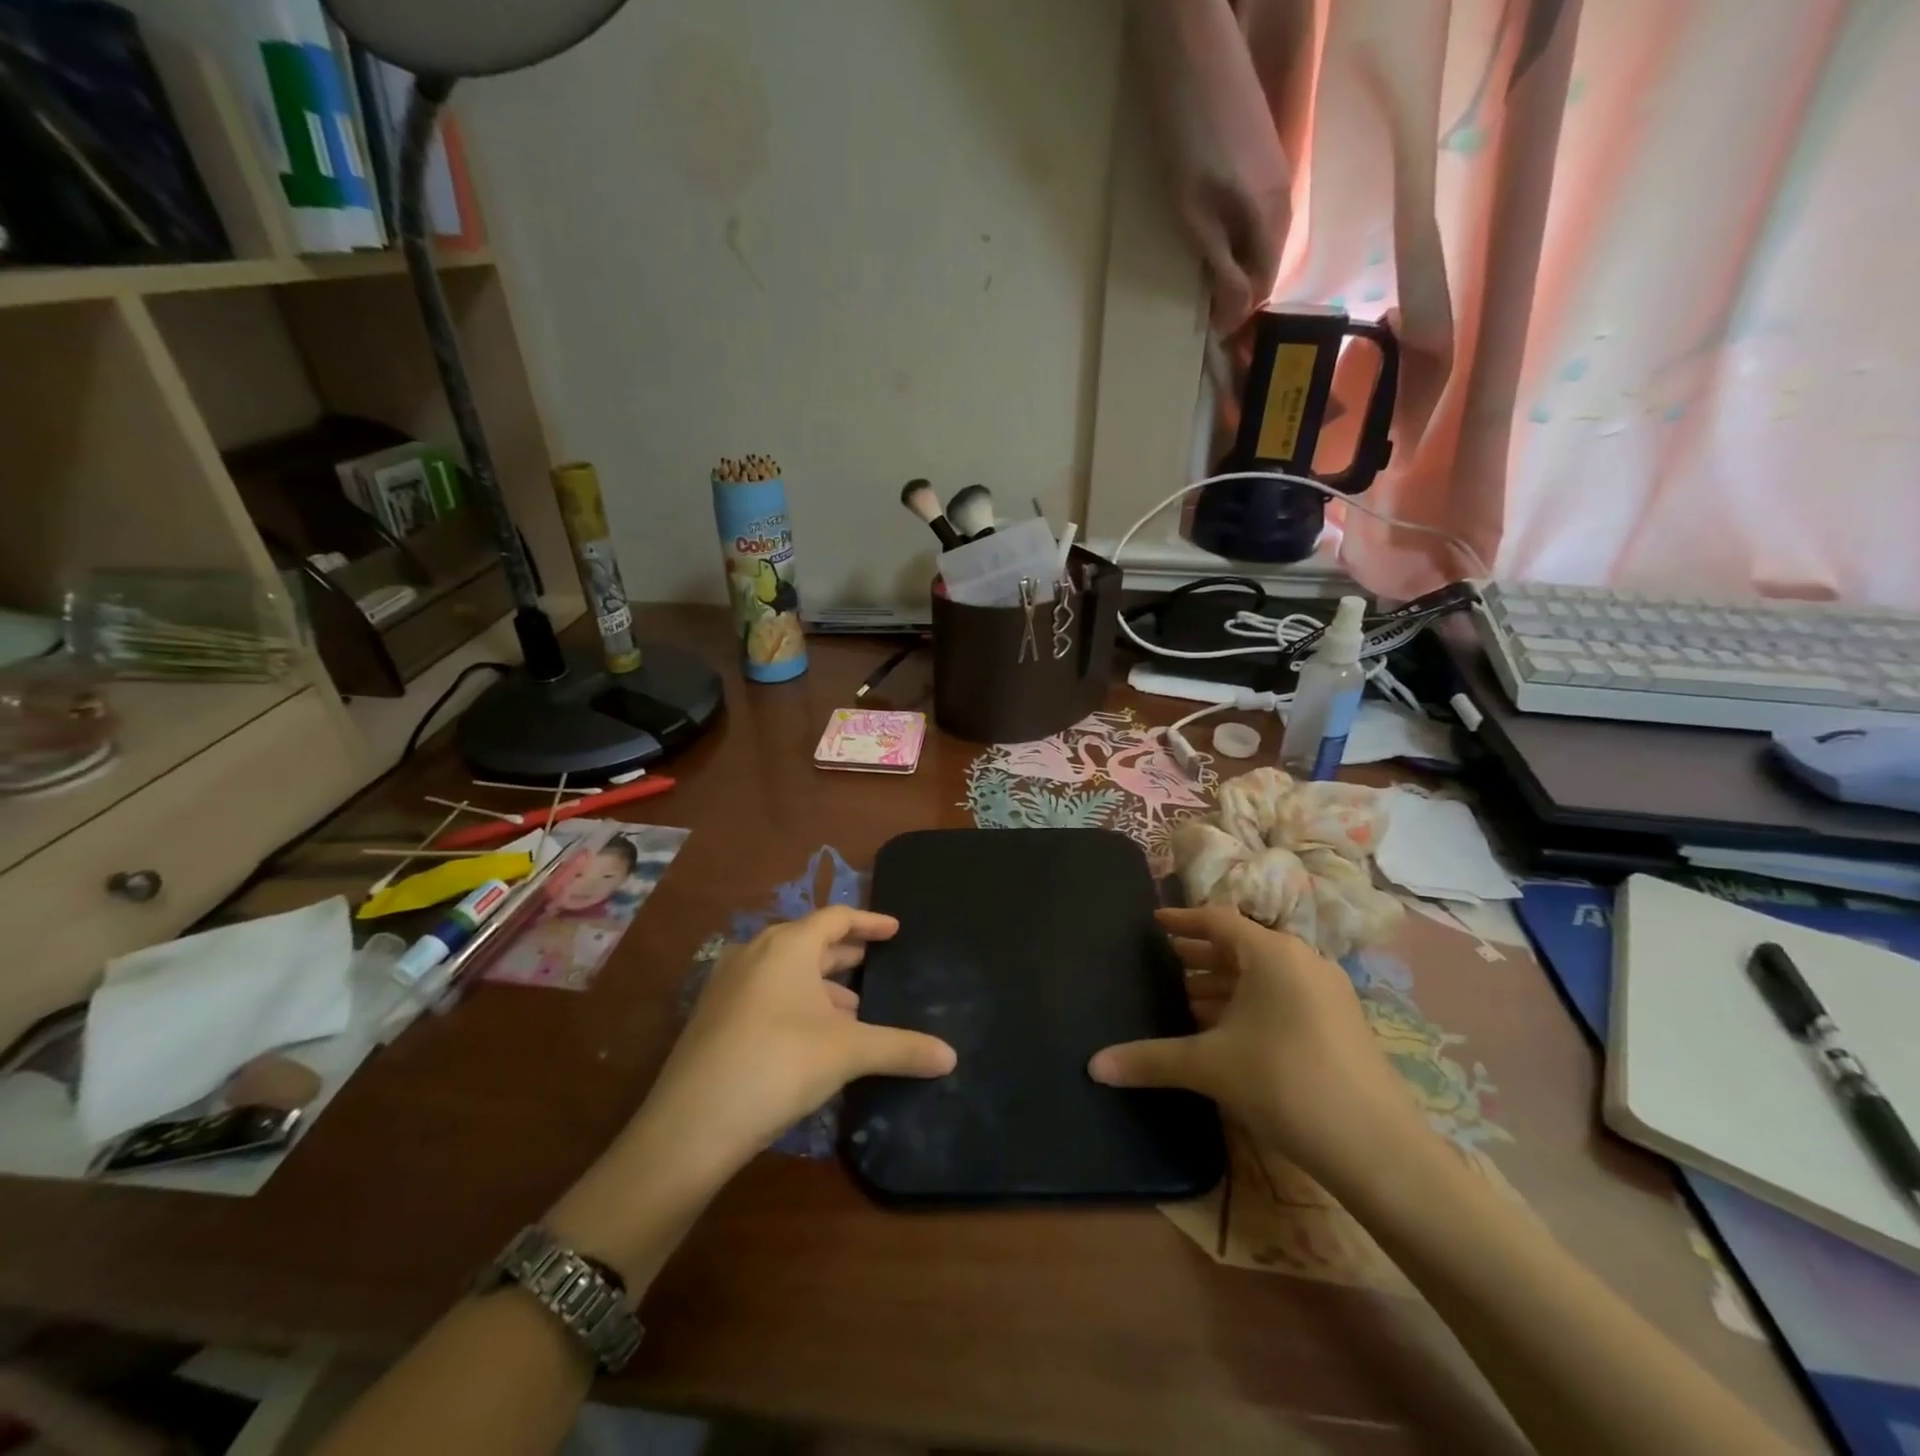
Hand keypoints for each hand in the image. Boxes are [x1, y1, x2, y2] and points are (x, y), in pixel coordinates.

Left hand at [642, 907, 955, 1175]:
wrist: (690, 1125)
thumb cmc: (778, 1065)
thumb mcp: (847, 1053)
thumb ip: (901, 1048)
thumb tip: (952, 1057)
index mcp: (788, 945)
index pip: (836, 917)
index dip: (869, 921)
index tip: (895, 929)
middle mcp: (755, 953)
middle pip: (809, 941)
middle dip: (845, 953)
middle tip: (875, 963)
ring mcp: (728, 983)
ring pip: (786, 970)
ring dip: (821, 983)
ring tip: (852, 1008)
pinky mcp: (713, 1016)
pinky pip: (766, 992)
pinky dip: (795, 1001)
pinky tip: (812, 1034)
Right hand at [1089, 905, 1428, 1190]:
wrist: (1379, 1150)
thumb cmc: (1285, 1083)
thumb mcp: (1210, 1067)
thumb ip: (1150, 1059)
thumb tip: (1093, 1066)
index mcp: (1273, 954)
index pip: (1218, 920)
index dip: (1182, 920)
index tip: (1154, 923)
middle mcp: (1302, 962)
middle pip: (1241, 947)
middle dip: (1200, 956)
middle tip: (1162, 964)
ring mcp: (1327, 994)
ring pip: (1263, 976)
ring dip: (1223, 985)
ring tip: (1186, 1001)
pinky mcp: (1339, 1026)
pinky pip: (1282, 999)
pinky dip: (1249, 1006)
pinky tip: (1226, 1034)